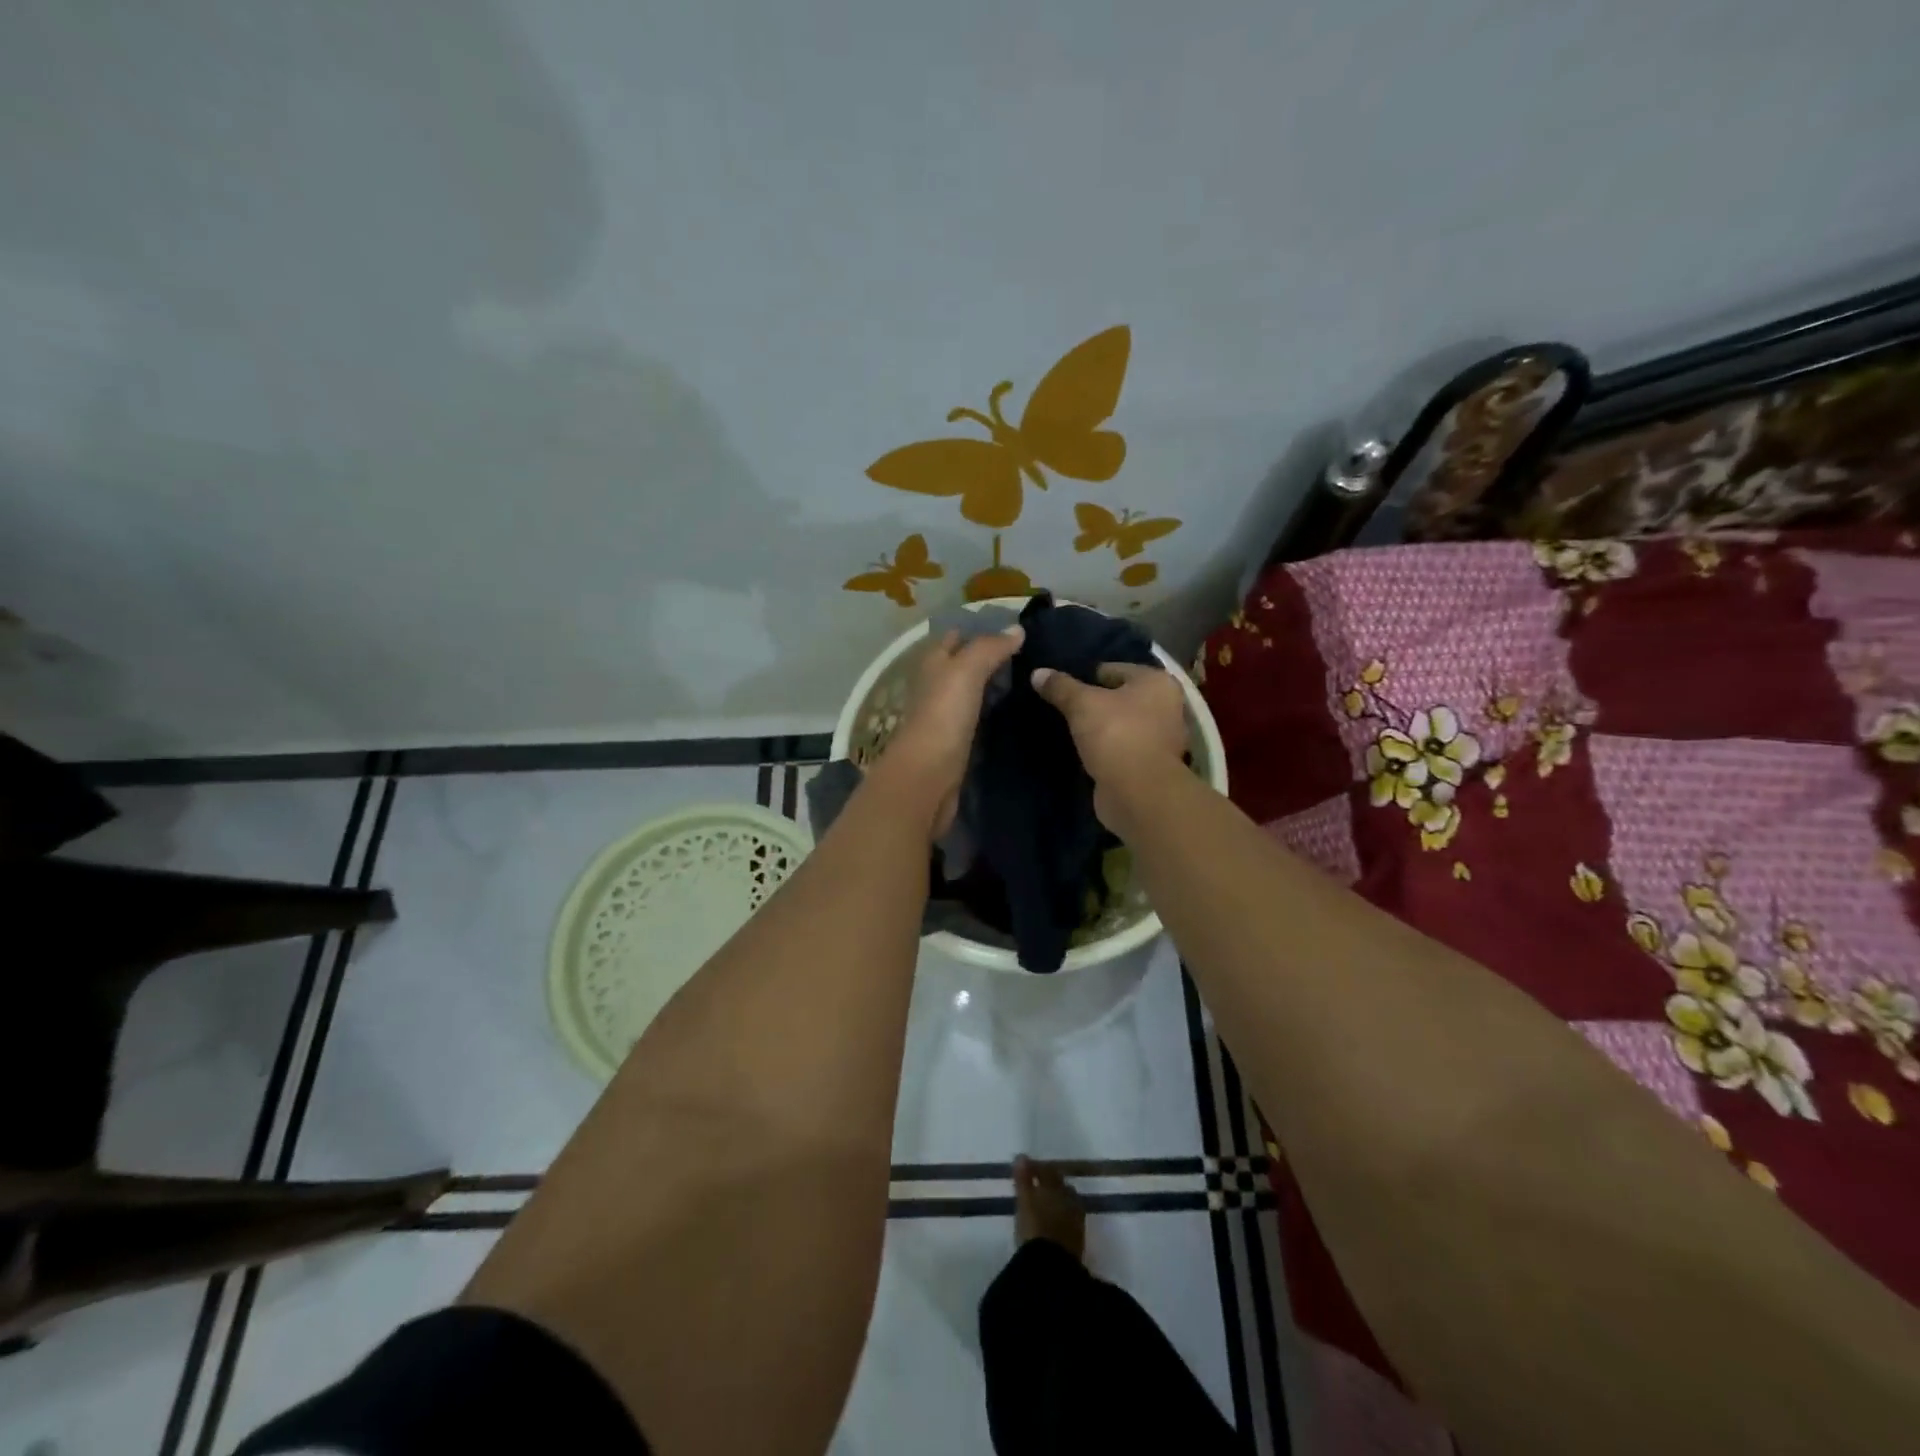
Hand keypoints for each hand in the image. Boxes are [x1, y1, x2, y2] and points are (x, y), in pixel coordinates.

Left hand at [874, 626, 1023, 835]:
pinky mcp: (956, 746)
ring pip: (971, 695)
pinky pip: (977, 722)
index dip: (979, 631)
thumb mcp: (966, 671)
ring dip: (993, 689)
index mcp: (934, 665)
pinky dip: (993, 715)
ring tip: (1030, 683)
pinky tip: (1015, 715)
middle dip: (990, 660)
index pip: (955, 638)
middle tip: (1031, 657)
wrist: (928, 777)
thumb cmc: (943, 716)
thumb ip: (989, 649)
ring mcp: (945, 719)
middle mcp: (936, 689)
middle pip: (963, 667)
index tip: (1015, 631)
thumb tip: (1017, 630)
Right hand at [1031, 662, 1186, 831]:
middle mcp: (1166, 706)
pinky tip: (1083, 752)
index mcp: (1156, 682)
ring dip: (1101, 728)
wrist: (1138, 793)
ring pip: (1121, 725)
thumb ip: (1060, 687)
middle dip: (1094, 702)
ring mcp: (1161, 739)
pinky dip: (1106, 749)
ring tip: (1070, 729)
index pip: (1114, 669)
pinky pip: (1122, 748)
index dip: (1086, 675)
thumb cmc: (1116, 734)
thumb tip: (1037, 673)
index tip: (1062, 687)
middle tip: (1063, 707)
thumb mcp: (1081, 704)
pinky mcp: (1150, 766)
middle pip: (1120, 697)